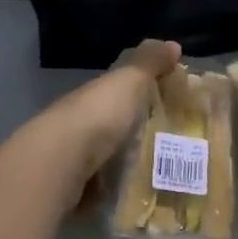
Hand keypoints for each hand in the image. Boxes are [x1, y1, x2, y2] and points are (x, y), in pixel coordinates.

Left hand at [44, 39, 181, 185]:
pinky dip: (115, 190)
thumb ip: (148, 64)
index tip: (171, 101)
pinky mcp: (76, 188)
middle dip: (136, 131)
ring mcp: (76, 156)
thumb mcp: (128, 82)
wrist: (61, 163)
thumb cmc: (98, 116)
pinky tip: (137, 195)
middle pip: (113, 124)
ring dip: (125, 161)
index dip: (141, 91)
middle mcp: (82, 122)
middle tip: (176, 143)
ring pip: (105, 156)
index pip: (118, 90)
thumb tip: (172, 43)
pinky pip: (101, 187)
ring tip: (164, 173)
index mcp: (94, 95)